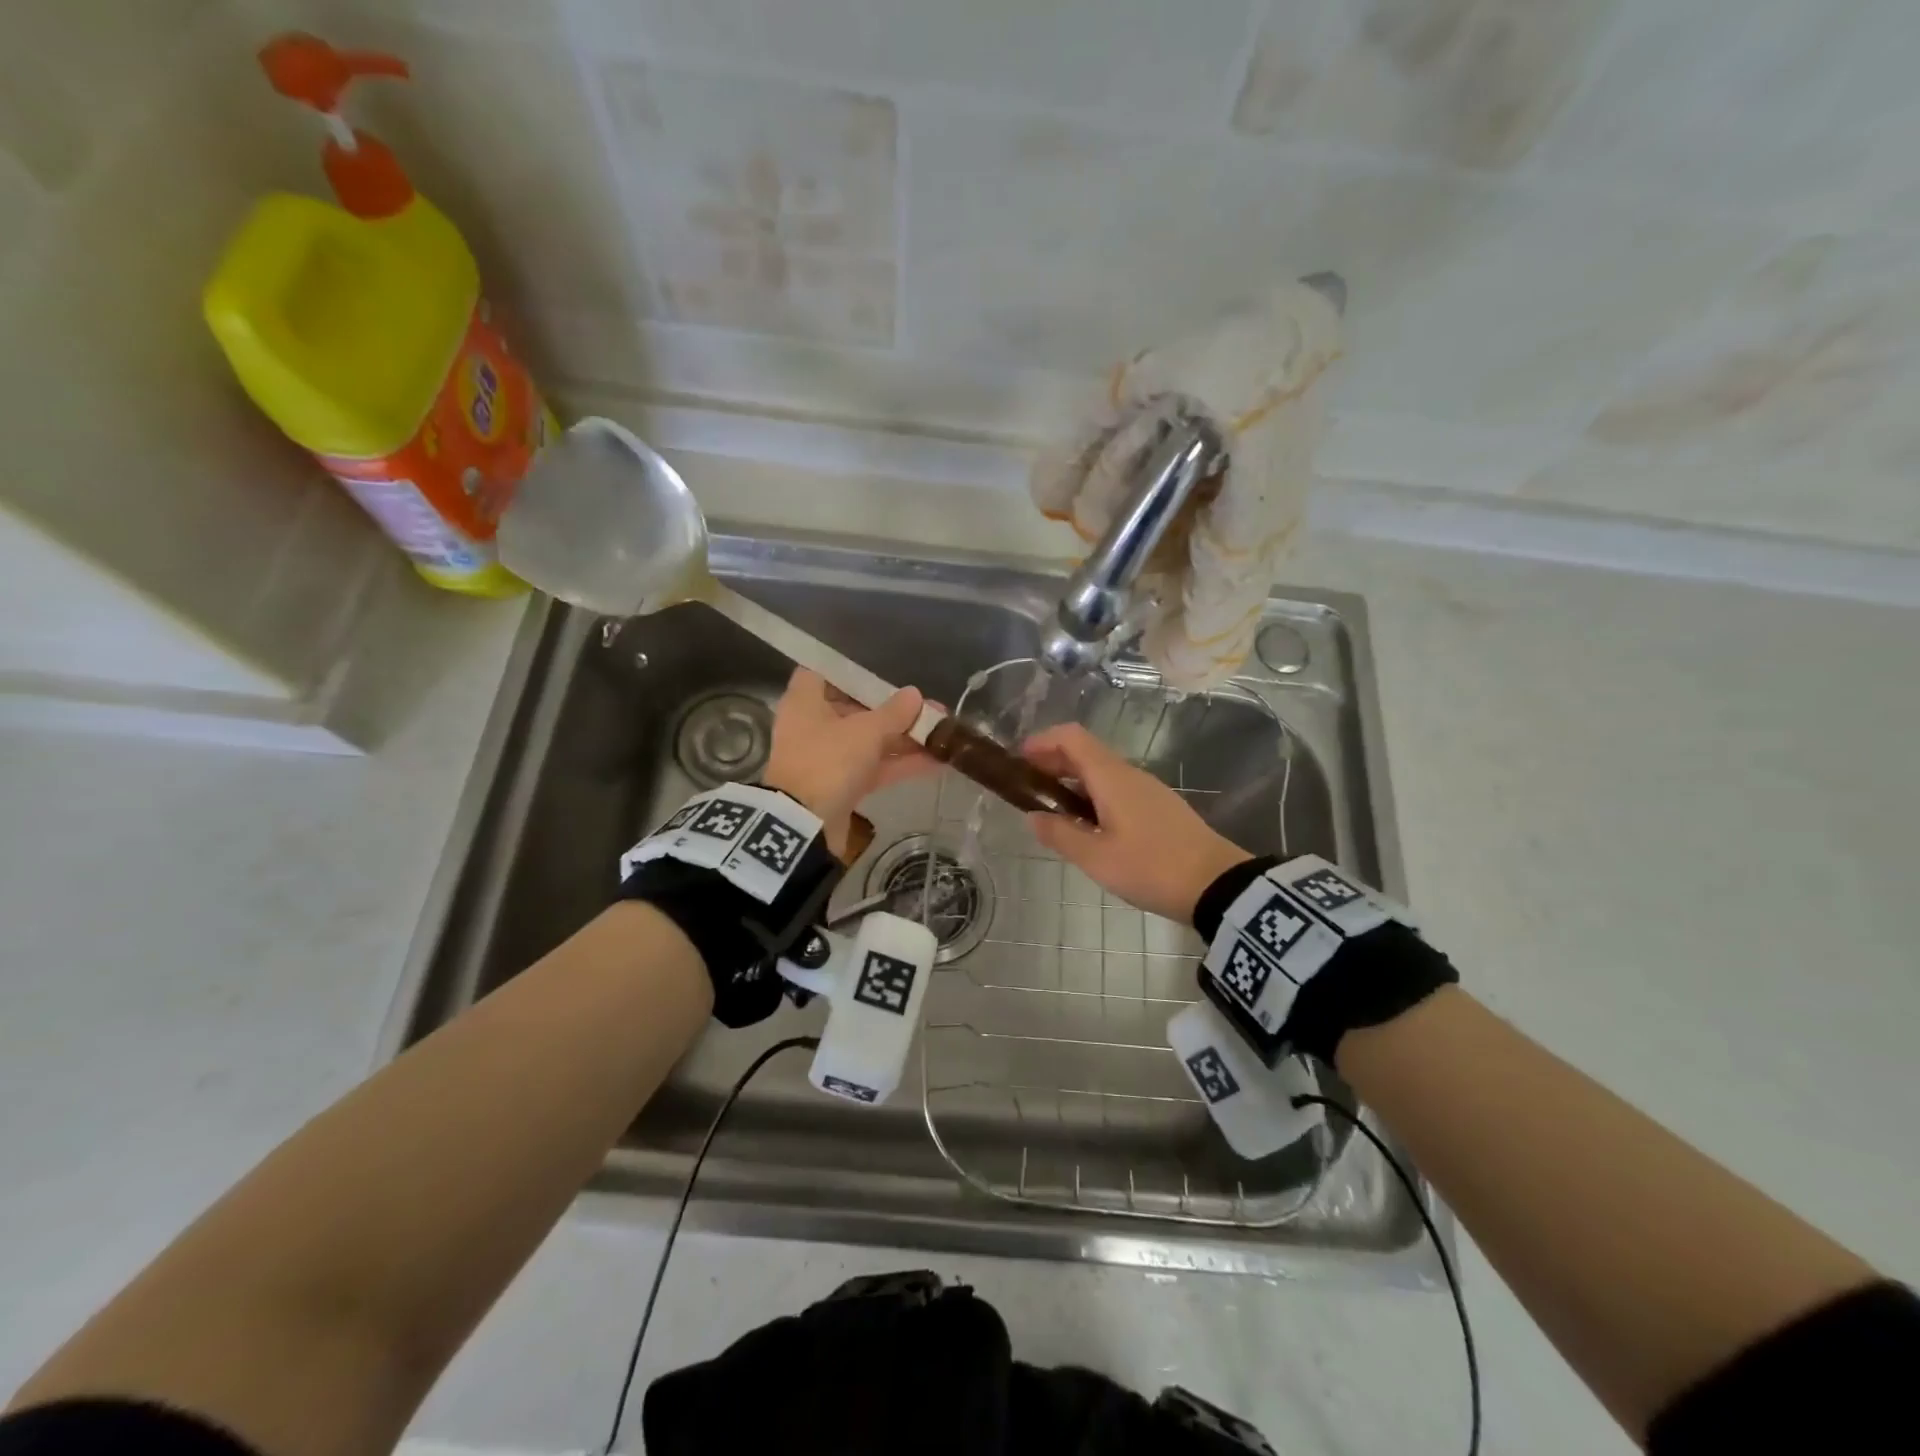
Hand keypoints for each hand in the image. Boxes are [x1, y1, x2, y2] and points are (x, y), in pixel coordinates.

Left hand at [763, 668, 937, 857]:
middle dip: (894, 709)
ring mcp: (827, 758)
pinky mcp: (841, 786)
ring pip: (868, 741)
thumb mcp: (866, 731)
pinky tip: (938, 762)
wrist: (804, 828)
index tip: (884, 669)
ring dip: (903, 738)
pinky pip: (873, 767)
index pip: (825, 672)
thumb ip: (894, 712)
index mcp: (805, 701)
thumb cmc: (828, 762)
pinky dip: (900, 764)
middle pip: (855, 708)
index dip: (853, 669)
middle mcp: (813, 725)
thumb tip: (915, 694)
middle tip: (930, 707)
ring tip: (944, 733)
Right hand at [1021, 723, 1249, 922]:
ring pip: (1102, 771)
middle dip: (1052, 761)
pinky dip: (1093, 793)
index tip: (1018, 761)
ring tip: (1052, 809)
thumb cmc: (1151, 867)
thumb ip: (1061, 834)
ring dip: (1073, 779)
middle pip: (1085, 751)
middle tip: (1028, 787)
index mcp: (1111, 777)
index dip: (1042, 741)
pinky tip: (1088, 823)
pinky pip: (1118, 787)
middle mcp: (1129, 774)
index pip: (1071, 737)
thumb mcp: (1097, 858)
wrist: (1219, 885)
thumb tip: (1033, 816)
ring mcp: (1148, 789)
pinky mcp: (1160, 806)